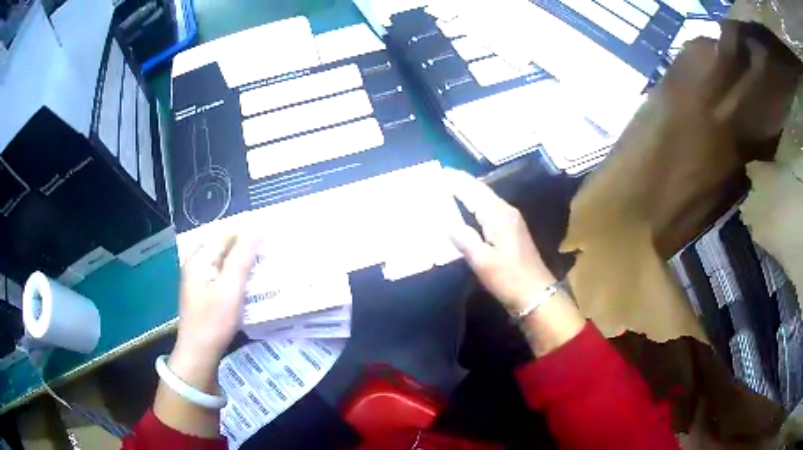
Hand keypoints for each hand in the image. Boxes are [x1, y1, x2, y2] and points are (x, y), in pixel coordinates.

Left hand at [175, 234, 258, 357]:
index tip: (269, 238)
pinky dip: (236, 273)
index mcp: (200, 257)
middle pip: (223, 245)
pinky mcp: (203, 290)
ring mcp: (198, 277)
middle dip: (245, 246)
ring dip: (242, 260)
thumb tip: (256, 228)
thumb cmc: (214, 321)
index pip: (225, 233)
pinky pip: (222, 272)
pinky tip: (248, 282)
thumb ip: (242, 257)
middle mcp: (196, 262)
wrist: (199, 352)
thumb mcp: (231, 288)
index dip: (247, 232)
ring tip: (263, 266)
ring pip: (224, 259)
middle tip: (269, 253)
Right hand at [446, 169, 555, 311]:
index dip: (457, 181)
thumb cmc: (509, 278)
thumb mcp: (483, 262)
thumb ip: (464, 239)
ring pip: (487, 198)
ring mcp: (511, 220)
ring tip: (450, 188)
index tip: (439, 172)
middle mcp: (506, 211)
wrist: (536, 294)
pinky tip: (468, 208)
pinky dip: (477, 203)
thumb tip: (446, 221)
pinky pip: (491, 208)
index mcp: (498, 215)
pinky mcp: (512, 229)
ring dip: (469, 192)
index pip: (474, 191)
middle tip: (441, 178)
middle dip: (462, 183)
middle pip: (481, 191)